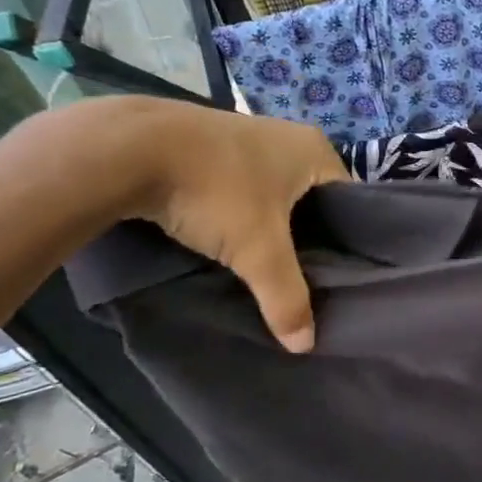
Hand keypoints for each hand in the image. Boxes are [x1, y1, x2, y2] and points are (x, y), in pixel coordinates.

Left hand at [120, 101, 347, 351]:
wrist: (129, 147)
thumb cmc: (216, 190)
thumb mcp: (258, 250)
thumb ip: (286, 297)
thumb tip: (305, 345)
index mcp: (317, 151)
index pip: (353, 203)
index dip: (348, 241)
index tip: (339, 277)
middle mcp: (290, 136)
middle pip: (314, 201)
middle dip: (308, 238)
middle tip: (304, 278)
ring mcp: (249, 136)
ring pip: (276, 195)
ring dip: (271, 226)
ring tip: (267, 264)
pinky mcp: (212, 145)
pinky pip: (244, 187)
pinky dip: (241, 213)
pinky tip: (230, 239)